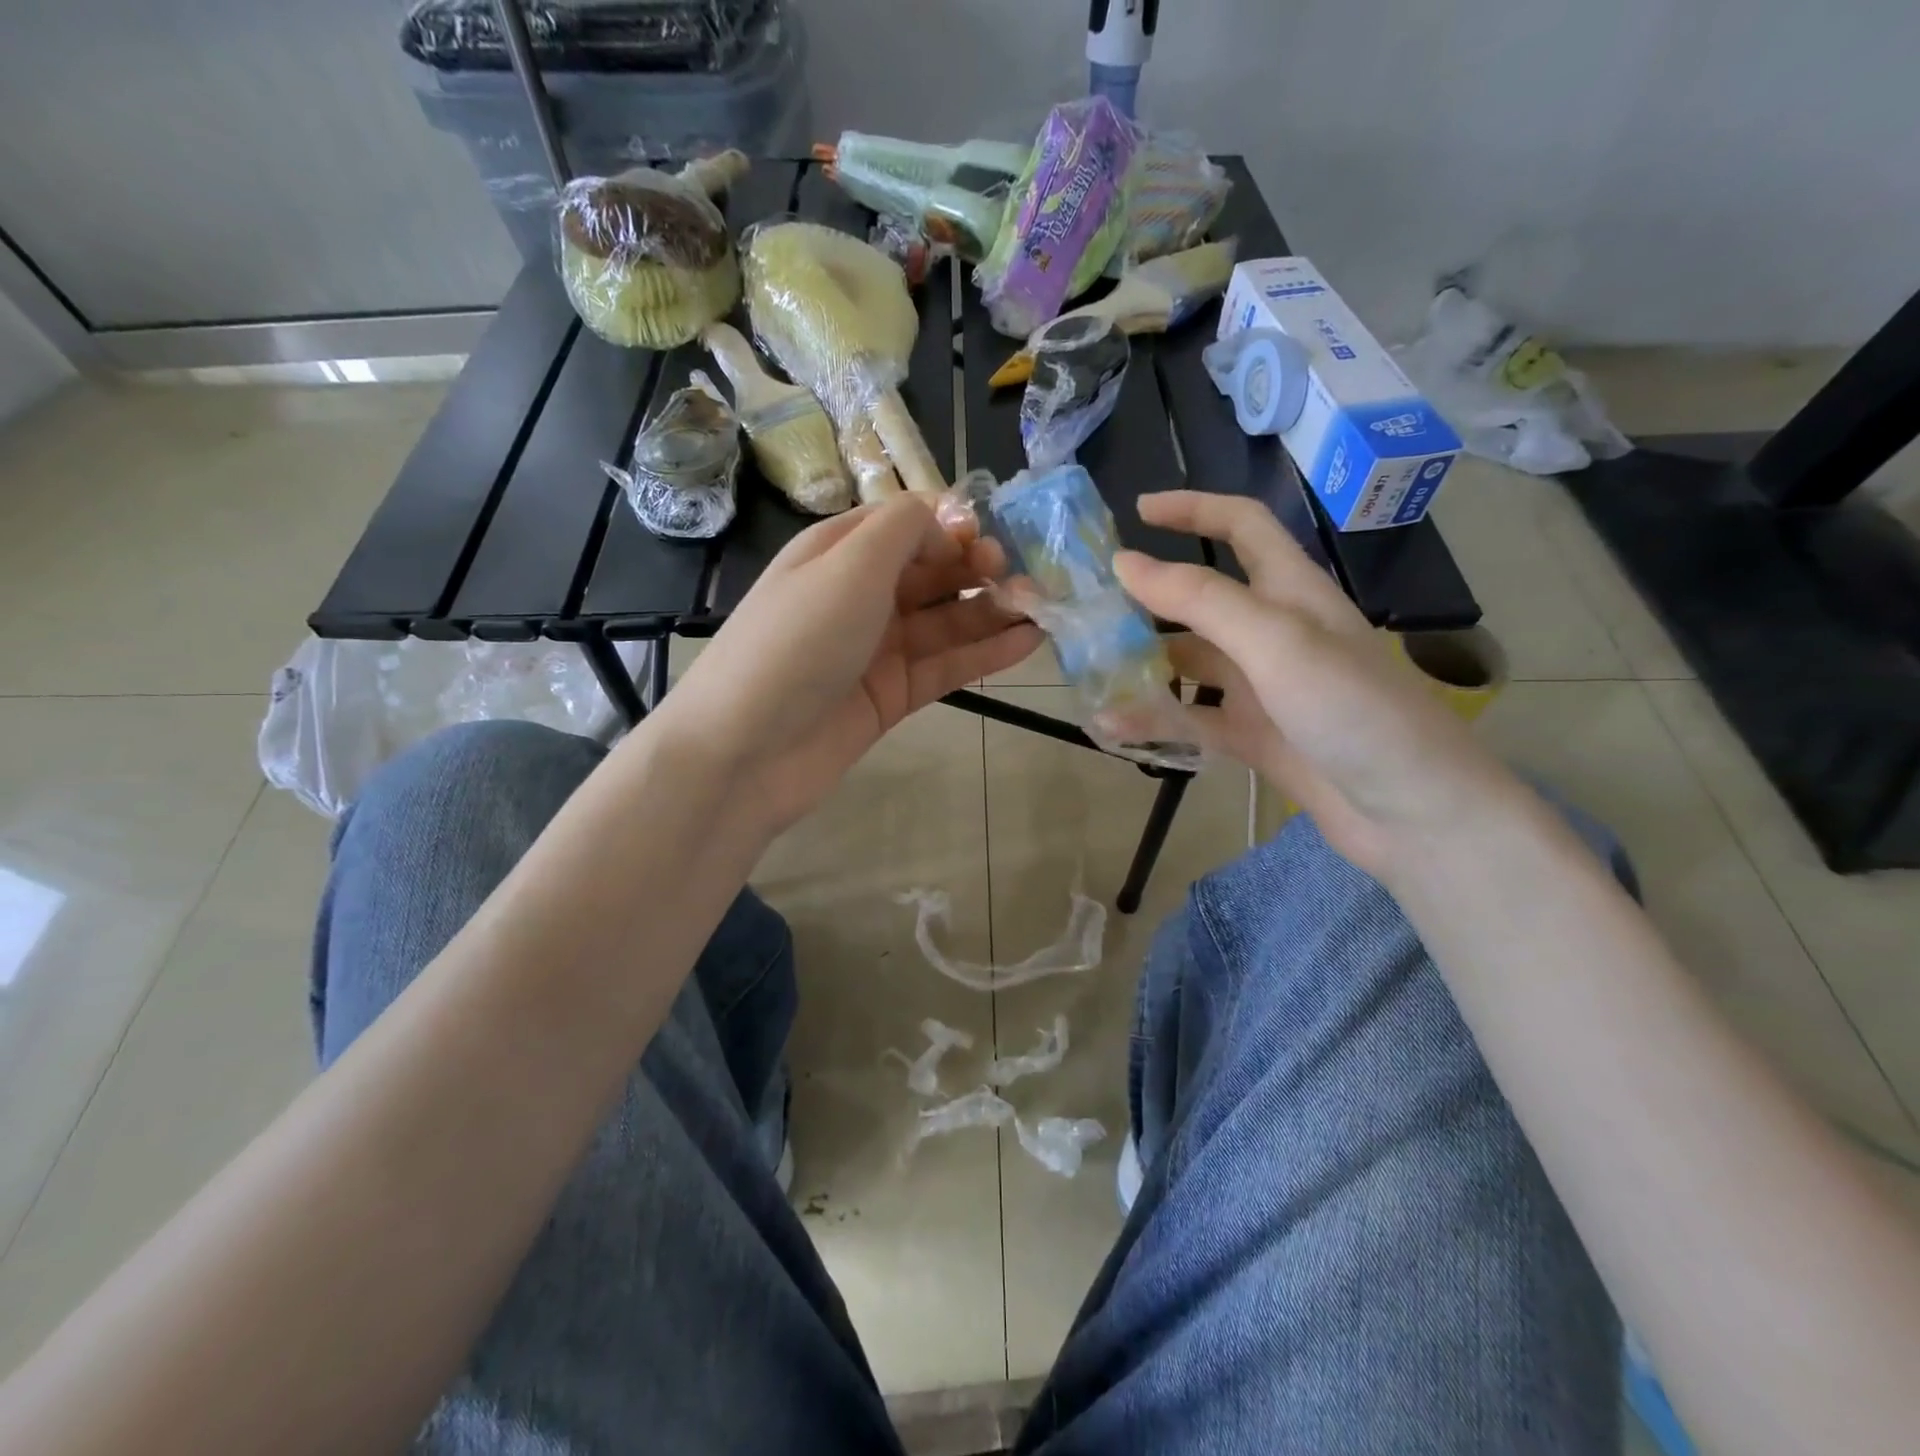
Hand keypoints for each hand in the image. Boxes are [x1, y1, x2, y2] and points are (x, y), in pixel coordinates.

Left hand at [652, 495, 1042, 833]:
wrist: (746, 750)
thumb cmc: (797, 640)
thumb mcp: (849, 564)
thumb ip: (904, 528)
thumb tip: (949, 522)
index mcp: (839, 552)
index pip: (905, 524)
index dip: (950, 526)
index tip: (988, 539)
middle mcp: (859, 595)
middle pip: (930, 572)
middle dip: (977, 568)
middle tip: (1021, 577)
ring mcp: (876, 649)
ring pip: (945, 621)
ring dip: (991, 611)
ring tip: (1041, 607)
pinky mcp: (891, 696)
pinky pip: (945, 666)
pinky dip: (984, 654)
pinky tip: (1028, 643)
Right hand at [1114, 491, 1521, 876]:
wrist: (1412, 813)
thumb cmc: (1353, 710)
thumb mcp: (1276, 642)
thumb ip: (1200, 600)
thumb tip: (1124, 563)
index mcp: (1292, 591)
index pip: (1241, 525)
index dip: (1193, 509)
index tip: (1137, 511)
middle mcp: (1274, 632)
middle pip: (1202, 600)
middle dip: (1148, 599)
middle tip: (1088, 608)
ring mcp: (1263, 688)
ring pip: (1190, 664)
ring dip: (1143, 666)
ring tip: (1087, 672)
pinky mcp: (1254, 736)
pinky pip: (1193, 719)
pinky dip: (1156, 720)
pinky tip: (1113, 729)